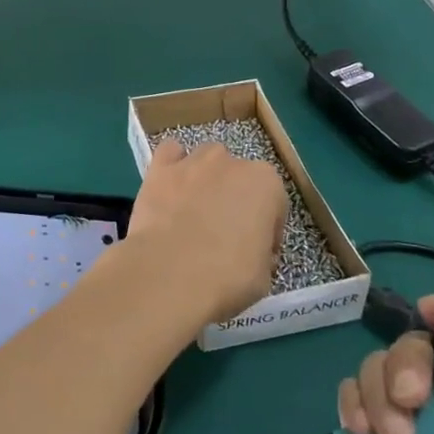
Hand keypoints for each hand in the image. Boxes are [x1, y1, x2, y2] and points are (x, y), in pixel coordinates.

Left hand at [124, 138, 285, 325]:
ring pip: (206, 161)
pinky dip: (172, 166)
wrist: (170, 275)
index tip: (257, 253)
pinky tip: (170, 188)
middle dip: (234, 201)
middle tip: (224, 235)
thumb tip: (249, 250)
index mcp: (266, 184)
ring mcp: (193, 161)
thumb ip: (261, 251)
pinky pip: (169, 155)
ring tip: (194, 213)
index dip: (267, 230)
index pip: (274, 204)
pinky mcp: (160, 168)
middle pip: (239, 178)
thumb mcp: (264, 275)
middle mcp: (231, 162)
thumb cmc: (228, 278)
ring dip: (205, 181)